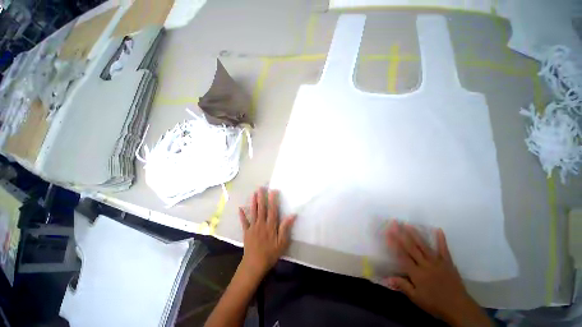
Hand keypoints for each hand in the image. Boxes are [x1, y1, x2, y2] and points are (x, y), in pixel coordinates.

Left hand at [238, 187, 295, 277]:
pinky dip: (242, 215)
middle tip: (261, 187)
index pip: (273, 210)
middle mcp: (261, 223)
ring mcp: (253, 227)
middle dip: (262, 197)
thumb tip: (292, 215)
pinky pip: (244, 222)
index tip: (273, 190)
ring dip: (253, 202)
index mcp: (271, 226)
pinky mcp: (246, 232)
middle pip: (262, 208)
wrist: (255, 264)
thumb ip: (286, 228)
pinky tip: (240, 208)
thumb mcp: (282, 242)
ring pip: (253, 212)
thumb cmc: (271, 253)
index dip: (273, 199)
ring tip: (254, 193)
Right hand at [385, 221, 491, 326]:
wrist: (458, 307)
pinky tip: (439, 230)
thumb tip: (387, 278)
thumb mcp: (416, 298)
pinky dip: (441, 240)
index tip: (387, 233)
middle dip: (401, 234)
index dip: (394, 243)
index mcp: (417, 273)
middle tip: (394, 223)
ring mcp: (437, 262)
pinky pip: (444, 250)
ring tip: (408, 225)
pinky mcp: (448, 263)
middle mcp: (425, 264)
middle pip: (411, 247)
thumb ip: (403, 286)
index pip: (402, 255)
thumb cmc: (435, 303)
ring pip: (424, 246)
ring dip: (416, 234)